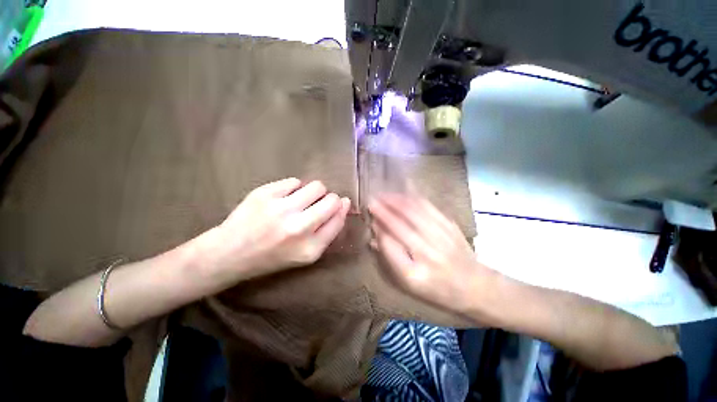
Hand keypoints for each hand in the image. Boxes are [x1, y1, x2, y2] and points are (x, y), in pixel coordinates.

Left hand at [211, 178, 350, 281]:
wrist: (230, 253)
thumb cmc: (273, 256)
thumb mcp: (306, 254)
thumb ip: (328, 231)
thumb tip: (343, 203)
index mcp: (310, 248)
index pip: (338, 219)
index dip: (342, 209)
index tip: (340, 204)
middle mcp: (298, 228)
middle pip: (332, 200)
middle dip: (330, 200)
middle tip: (316, 206)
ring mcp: (280, 209)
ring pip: (317, 186)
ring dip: (314, 192)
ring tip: (301, 200)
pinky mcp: (264, 194)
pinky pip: (294, 181)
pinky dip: (294, 188)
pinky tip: (283, 199)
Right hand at [369, 194, 493, 314]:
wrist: (474, 285)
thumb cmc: (437, 287)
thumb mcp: (409, 283)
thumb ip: (391, 258)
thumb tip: (376, 237)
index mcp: (415, 274)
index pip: (390, 246)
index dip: (379, 229)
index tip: (370, 218)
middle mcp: (428, 254)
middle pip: (401, 225)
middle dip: (383, 210)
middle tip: (371, 200)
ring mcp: (441, 237)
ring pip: (414, 212)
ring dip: (396, 201)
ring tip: (383, 194)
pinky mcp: (450, 225)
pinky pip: (429, 207)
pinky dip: (414, 197)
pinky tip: (405, 190)